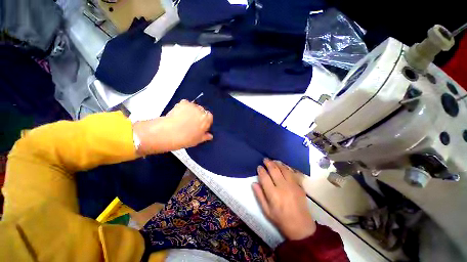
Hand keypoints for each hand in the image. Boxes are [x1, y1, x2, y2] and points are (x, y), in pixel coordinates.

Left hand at [133, 100, 212, 154]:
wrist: (168, 132)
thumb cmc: (185, 138)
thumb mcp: (198, 140)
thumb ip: (205, 136)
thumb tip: (210, 136)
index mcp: (207, 119)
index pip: (209, 117)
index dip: (205, 121)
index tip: (201, 126)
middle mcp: (201, 110)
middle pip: (202, 111)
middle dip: (199, 115)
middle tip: (192, 122)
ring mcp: (192, 105)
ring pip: (194, 107)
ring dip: (192, 111)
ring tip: (184, 118)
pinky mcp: (182, 102)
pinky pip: (186, 104)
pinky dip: (184, 107)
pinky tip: (179, 114)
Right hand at [253, 159, 316, 239]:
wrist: (301, 226)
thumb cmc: (281, 219)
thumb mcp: (266, 210)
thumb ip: (259, 195)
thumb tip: (254, 183)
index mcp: (273, 194)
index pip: (264, 177)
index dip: (261, 170)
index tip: (259, 167)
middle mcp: (283, 187)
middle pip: (274, 170)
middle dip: (268, 163)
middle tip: (265, 159)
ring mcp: (292, 185)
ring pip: (283, 169)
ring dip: (277, 163)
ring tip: (273, 161)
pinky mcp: (299, 186)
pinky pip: (292, 173)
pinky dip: (286, 168)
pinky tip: (283, 166)